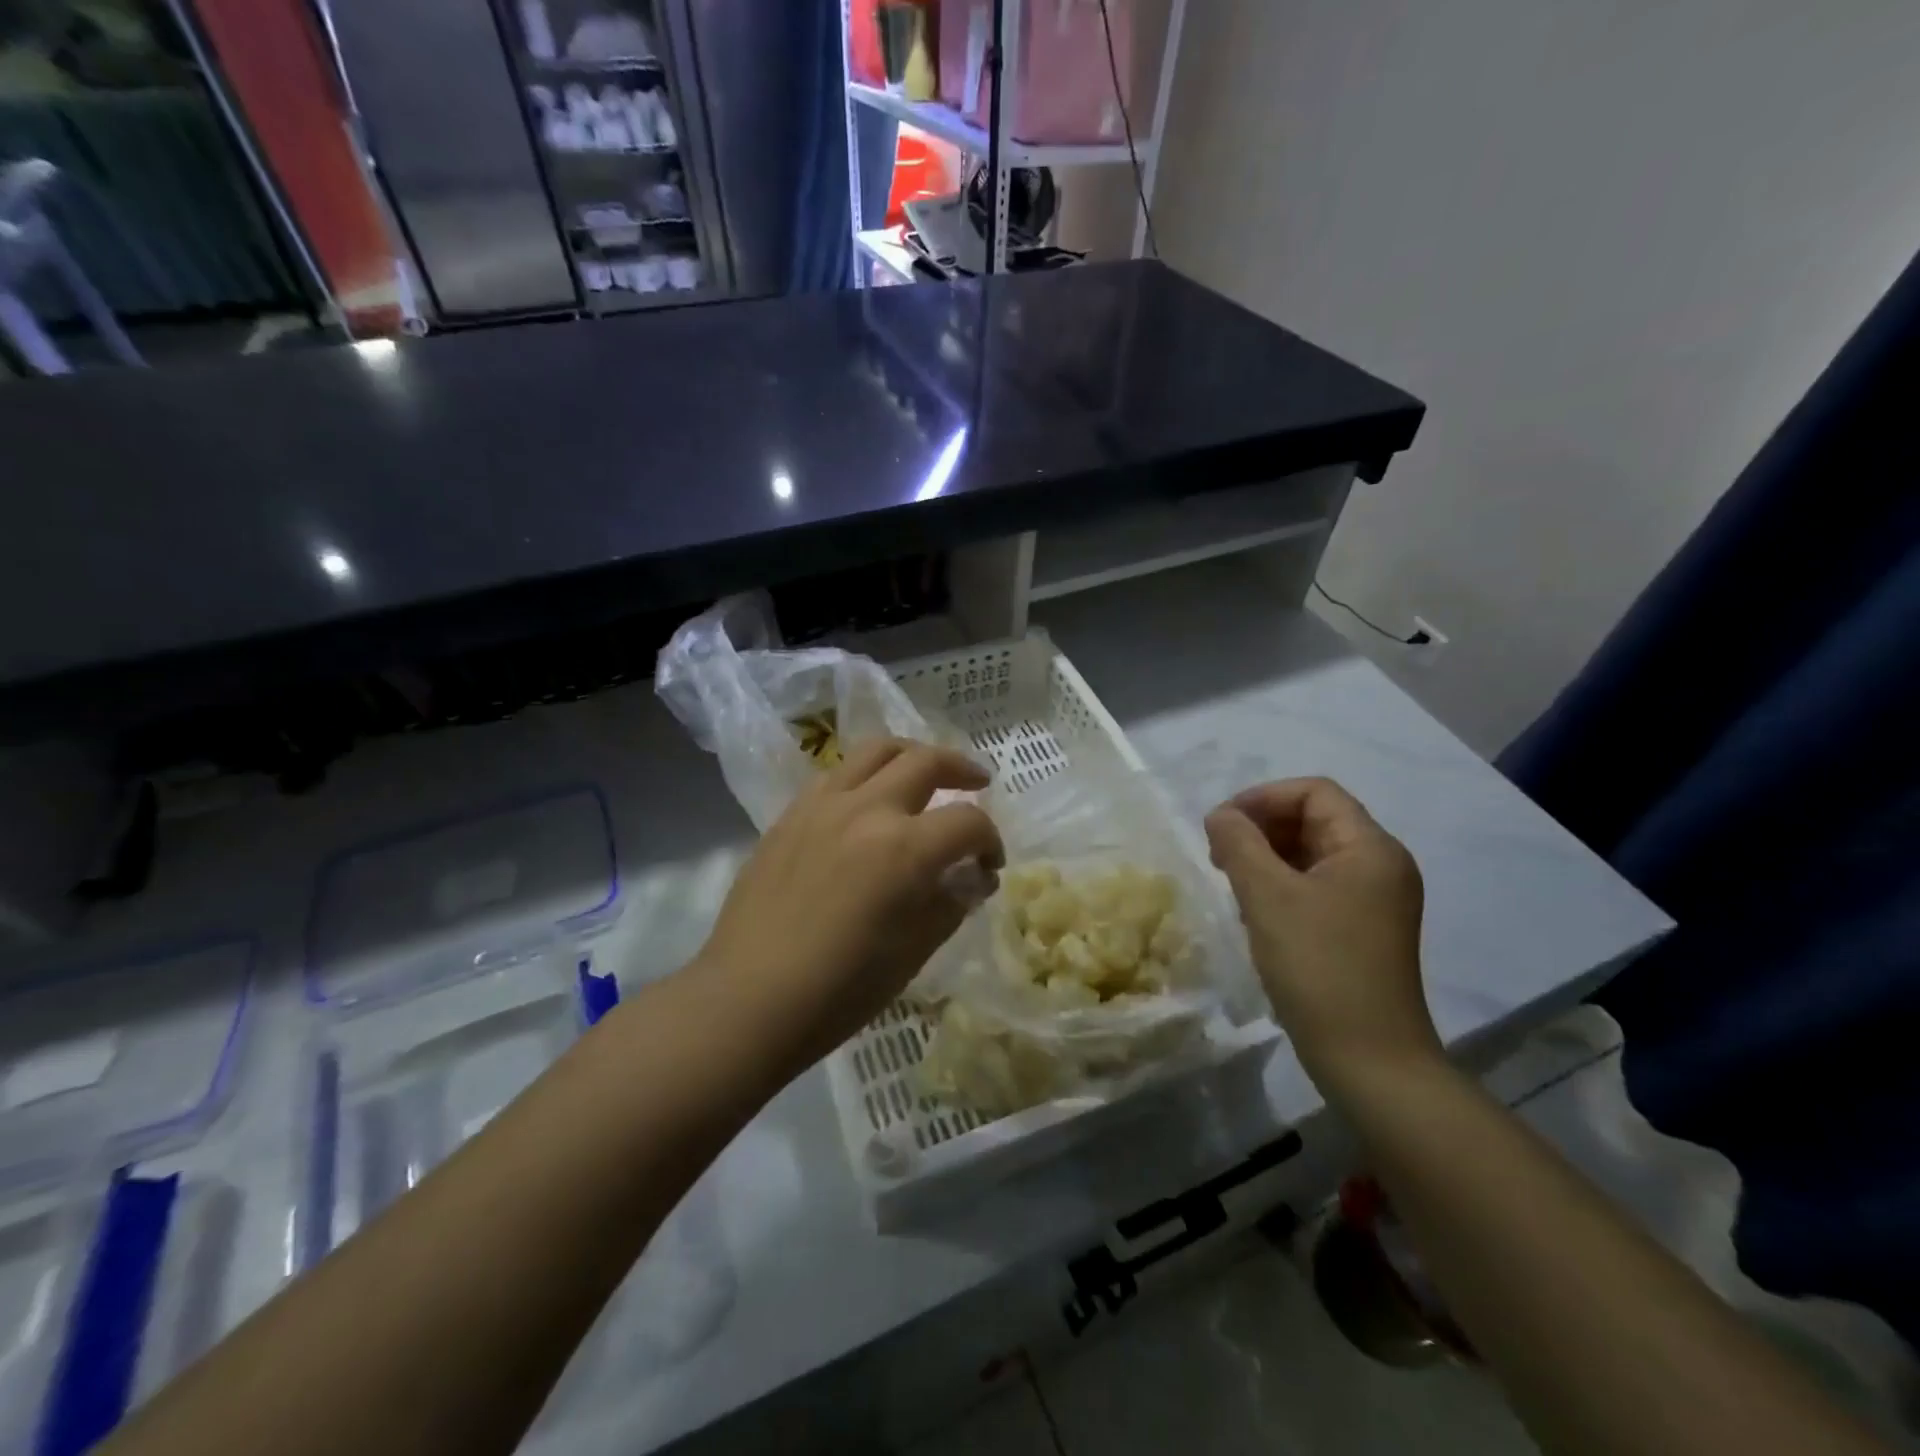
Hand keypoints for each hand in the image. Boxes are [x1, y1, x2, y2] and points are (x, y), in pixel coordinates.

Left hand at [691, 739, 1002, 1075]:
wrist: (749, 1000)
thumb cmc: (840, 990)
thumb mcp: (914, 952)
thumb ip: (951, 902)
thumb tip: (974, 877)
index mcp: (904, 848)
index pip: (967, 822)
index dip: (990, 840)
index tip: (990, 865)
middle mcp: (866, 810)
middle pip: (926, 761)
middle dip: (961, 770)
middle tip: (977, 784)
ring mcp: (822, 805)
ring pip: (876, 750)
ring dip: (912, 754)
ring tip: (924, 771)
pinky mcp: (790, 814)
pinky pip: (836, 774)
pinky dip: (866, 774)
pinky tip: (869, 799)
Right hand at [1204, 778, 1437, 1090]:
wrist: (1369, 1061)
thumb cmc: (1319, 967)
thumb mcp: (1268, 897)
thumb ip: (1239, 844)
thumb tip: (1220, 815)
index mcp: (1370, 848)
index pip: (1314, 791)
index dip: (1262, 797)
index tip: (1220, 825)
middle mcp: (1380, 866)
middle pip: (1314, 819)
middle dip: (1261, 827)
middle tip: (1219, 855)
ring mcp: (1374, 900)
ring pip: (1311, 854)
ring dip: (1267, 857)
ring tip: (1232, 883)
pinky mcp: (1361, 929)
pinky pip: (1316, 886)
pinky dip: (1281, 886)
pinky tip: (1254, 912)